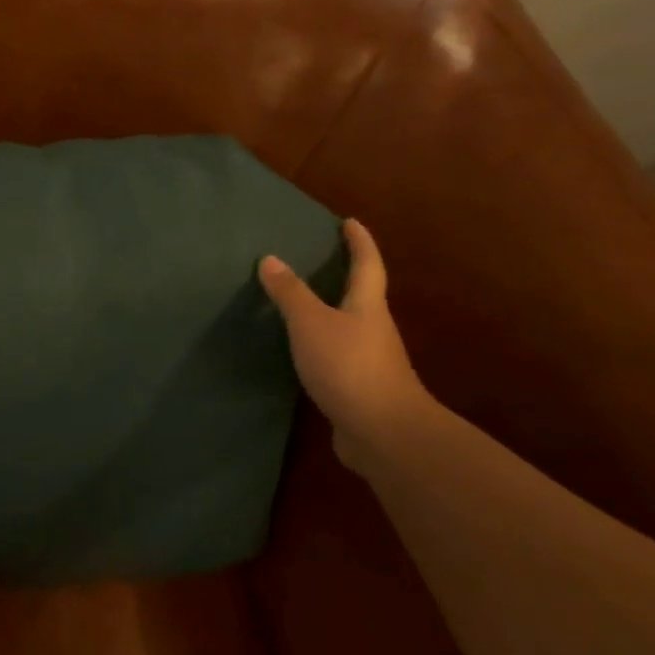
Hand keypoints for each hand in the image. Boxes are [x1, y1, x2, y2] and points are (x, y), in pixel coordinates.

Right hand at [259, 219, 433, 471]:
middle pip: (362, 296)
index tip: (350, 222)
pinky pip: (337, 356)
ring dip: (330, 313)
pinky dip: (320, 346)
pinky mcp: (358, 388)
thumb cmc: (349, 366)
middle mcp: (373, 329)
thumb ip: (290, 294)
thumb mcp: (311, 324)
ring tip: (301, 305)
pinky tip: (301, 353)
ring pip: (349, 327)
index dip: (359, 242)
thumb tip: (271, 259)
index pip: (366, 265)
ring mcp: (369, 361)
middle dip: (345, 276)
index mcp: (367, 307)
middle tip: (319, 260)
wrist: (383, 432)